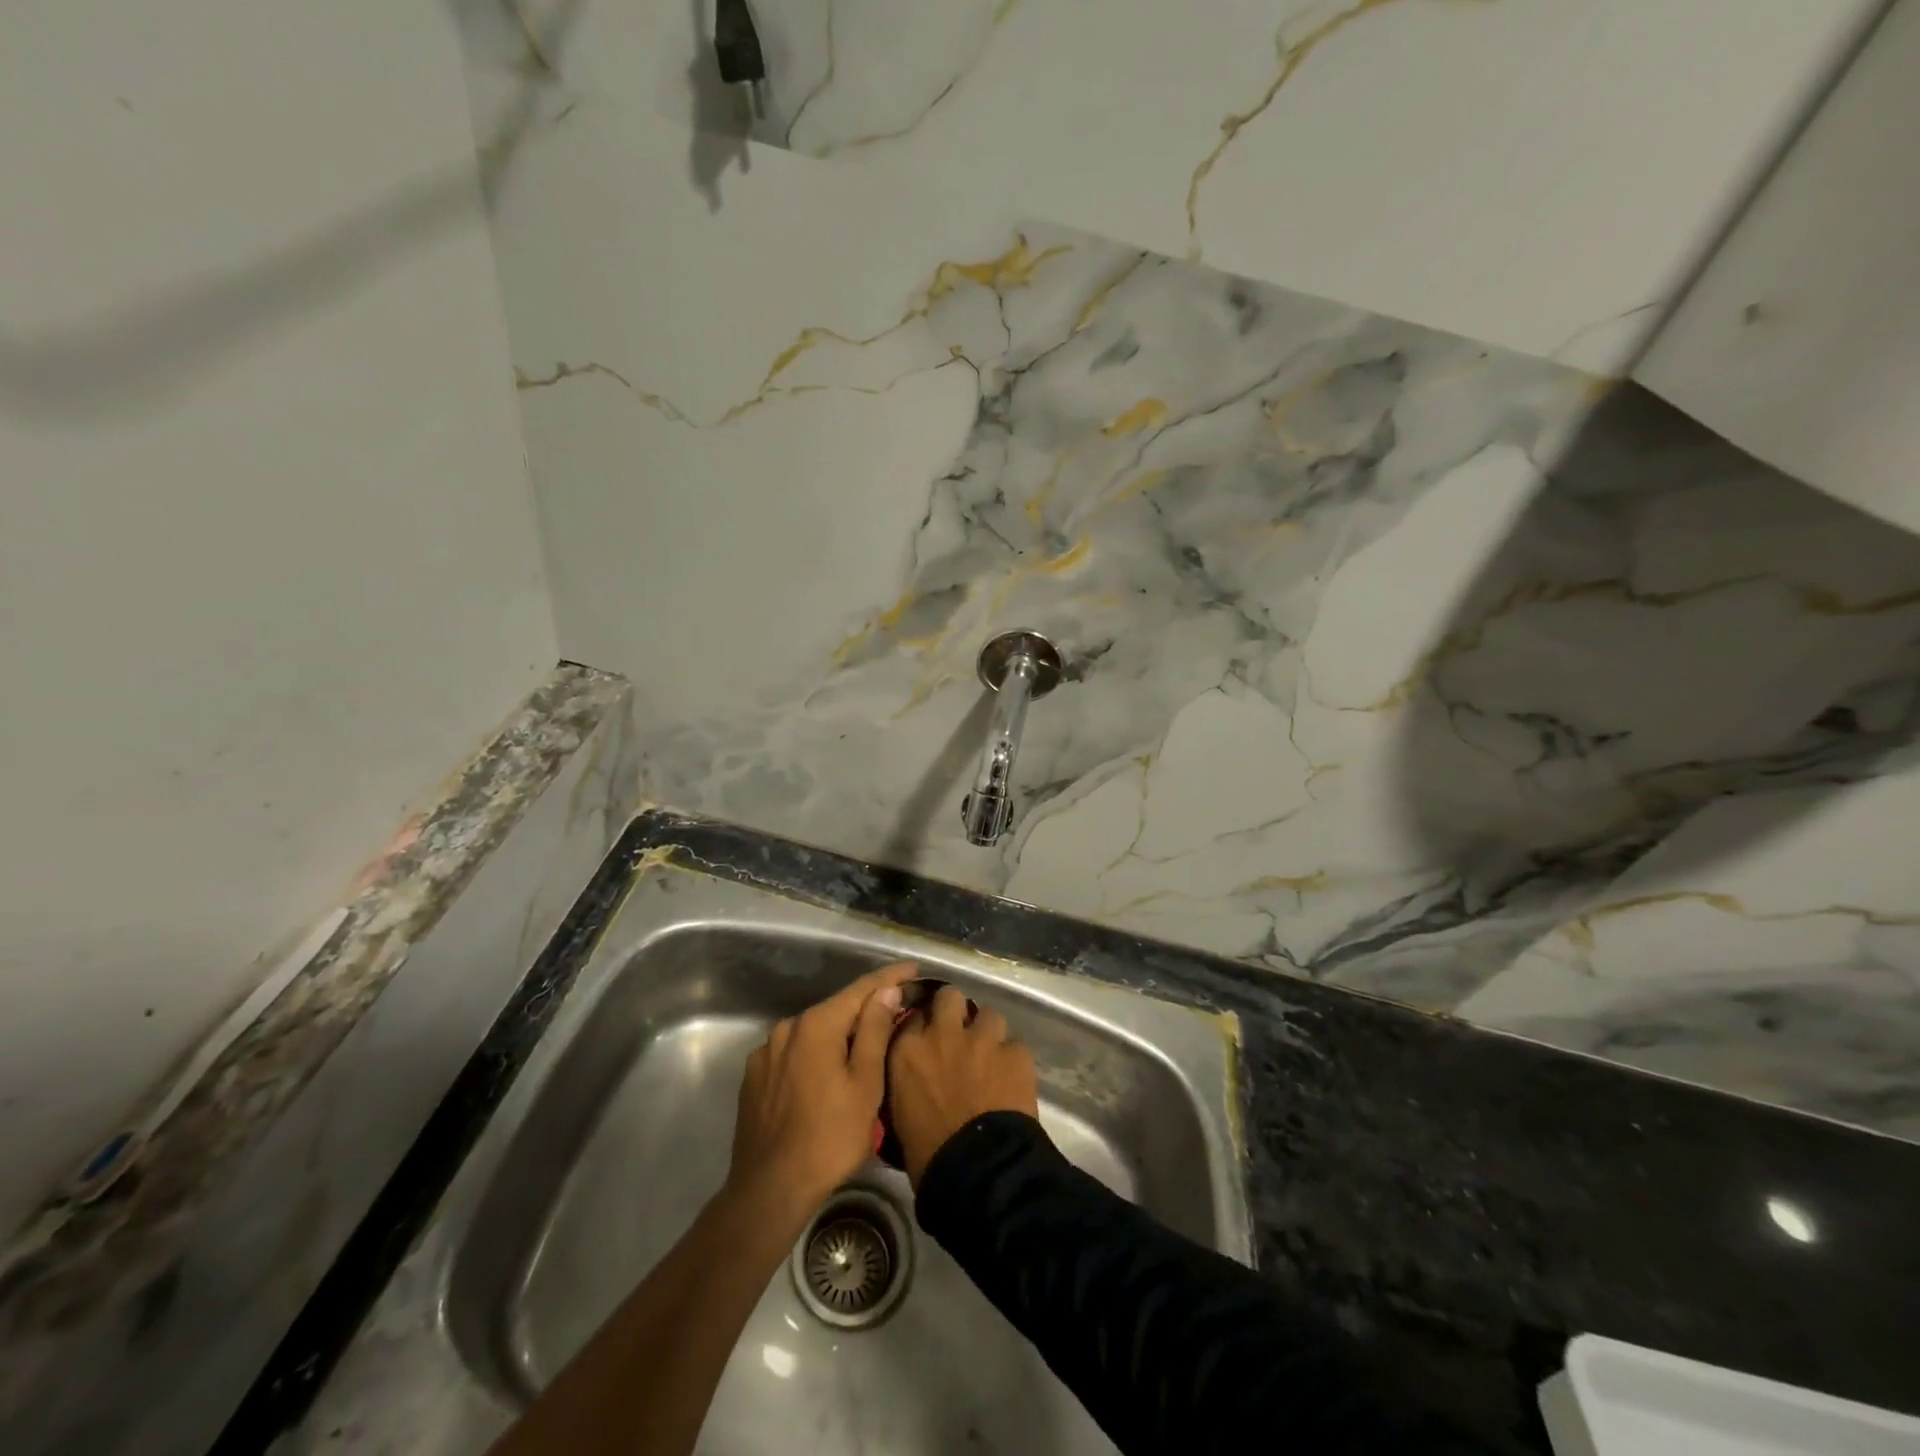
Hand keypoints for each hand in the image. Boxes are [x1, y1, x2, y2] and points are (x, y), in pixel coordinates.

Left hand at [727, 962, 917, 1220]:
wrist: (769, 1190)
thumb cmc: (829, 1137)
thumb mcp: (865, 1084)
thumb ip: (875, 1030)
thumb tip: (886, 991)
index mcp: (817, 1023)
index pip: (862, 988)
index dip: (891, 977)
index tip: (914, 969)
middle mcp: (788, 1027)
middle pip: (837, 1009)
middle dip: (866, 1010)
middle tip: (897, 1015)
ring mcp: (767, 1052)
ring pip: (814, 1032)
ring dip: (840, 1035)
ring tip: (864, 1049)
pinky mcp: (754, 1077)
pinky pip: (794, 1053)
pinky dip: (816, 1055)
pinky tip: (827, 1075)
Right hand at [885, 986, 1038, 1186]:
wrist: (979, 1171)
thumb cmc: (928, 1155)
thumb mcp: (899, 1115)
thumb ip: (906, 1083)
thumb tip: (915, 1081)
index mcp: (908, 1050)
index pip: (913, 1017)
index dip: (923, 1026)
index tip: (927, 1039)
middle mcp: (943, 1033)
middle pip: (949, 997)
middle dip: (955, 1011)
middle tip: (960, 1034)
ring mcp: (982, 1039)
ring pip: (989, 1014)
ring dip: (989, 1032)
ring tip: (991, 1055)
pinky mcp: (1016, 1053)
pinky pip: (1016, 1045)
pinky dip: (1014, 1059)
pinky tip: (1014, 1078)